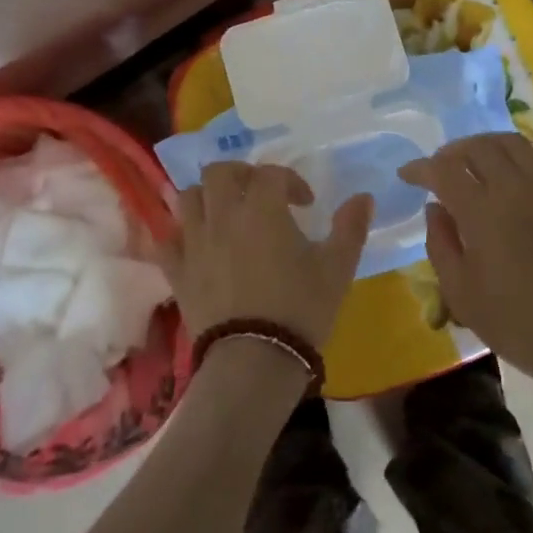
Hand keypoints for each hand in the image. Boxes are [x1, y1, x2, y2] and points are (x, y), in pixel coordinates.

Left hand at [162, 163, 373, 347]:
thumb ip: (351, 228)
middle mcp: (222, 216)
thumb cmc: (300, 309)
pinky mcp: (177, 271)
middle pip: (220, 172)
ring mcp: (194, 242)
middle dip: (240, 175)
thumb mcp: (337, 268)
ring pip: (188, 197)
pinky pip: (168, 240)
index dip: (291, 181)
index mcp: (262, 208)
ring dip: (208, 197)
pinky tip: (197, 245)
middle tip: (258, 194)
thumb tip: (364, 197)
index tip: (306, 203)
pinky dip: (181, 235)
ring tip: (226, 214)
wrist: (255, 360)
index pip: (271, 173)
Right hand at [399, 133, 532, 415]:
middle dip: (451, 152)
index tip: (406, 175)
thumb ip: (440, 243)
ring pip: (511, 144)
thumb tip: (435, 208)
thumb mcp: (460, 292)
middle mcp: (514, 189)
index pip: (444, 170)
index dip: (420, 168)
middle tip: (438, 169)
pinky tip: (506, 181)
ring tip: (471, 165)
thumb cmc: (515, 322)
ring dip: (483, 147)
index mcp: (482, 211)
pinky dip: (513, 160)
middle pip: (478, 147)